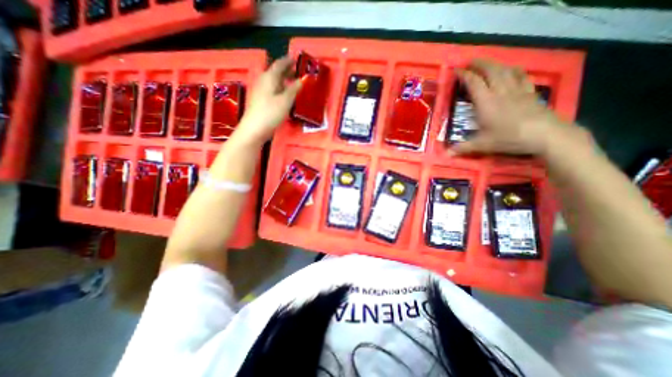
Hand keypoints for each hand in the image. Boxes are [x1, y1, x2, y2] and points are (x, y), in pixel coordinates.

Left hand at [235, 57, 301, 145]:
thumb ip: (294, 89)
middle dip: (287, 70)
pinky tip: (285, 94)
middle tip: (298, 71)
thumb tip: (301, 80)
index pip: (279, 64)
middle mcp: (264, 81)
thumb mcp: (285, 101)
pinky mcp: (261, 100)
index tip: (296, 58)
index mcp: (269, 77)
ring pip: (274, 81)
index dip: (288, 61)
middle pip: (276, 72)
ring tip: (294, 82)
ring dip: (284, 80)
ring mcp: (261, 91)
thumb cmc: (271, 113)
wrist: (255, 128)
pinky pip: (272, 89)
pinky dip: (280, 88)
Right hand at [451, 59, 571, 155]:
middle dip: (479, 64)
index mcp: (486, 102)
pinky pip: (521, 76)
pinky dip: (514, 70)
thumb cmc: (509, 138)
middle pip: (491, 70)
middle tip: (470, 62)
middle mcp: (501, 91)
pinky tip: (512, 70)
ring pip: (505, 70)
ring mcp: (517, 90)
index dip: (464, 75)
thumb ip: (463, 148)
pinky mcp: (529, 92)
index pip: (474, 83)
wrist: (544, 134)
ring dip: (495, 64)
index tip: (456, 70)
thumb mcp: (482, 145)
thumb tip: (447, 154)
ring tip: (487, 64)